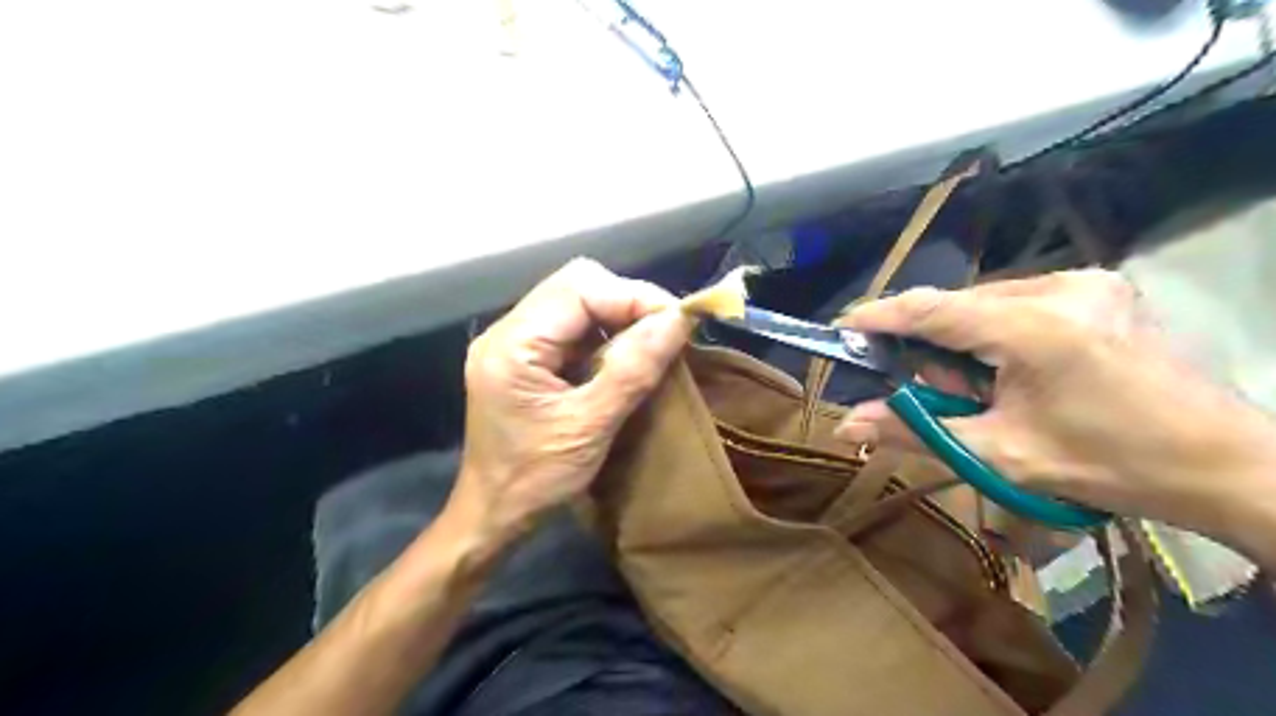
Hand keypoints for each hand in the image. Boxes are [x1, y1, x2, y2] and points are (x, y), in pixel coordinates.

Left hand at [445, 260, 686, 549]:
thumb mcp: (591, 427)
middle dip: (627, 302)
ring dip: (618, 317)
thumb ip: (632, 370)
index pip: (578, 288)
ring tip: (651, 345)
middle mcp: (508, 331)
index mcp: (513, 344)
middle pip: (576, 286)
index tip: (676, 322)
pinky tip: (624, 357)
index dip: (632, 296)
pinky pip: (572, 328)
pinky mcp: (525, 358)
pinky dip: (605, 335)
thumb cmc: (535, 480)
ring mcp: (514, 343)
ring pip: (576, 302)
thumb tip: (677, 320)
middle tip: (665, 333)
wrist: (493, 514)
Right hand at [834, 269, 1270, 541]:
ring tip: (989, 390)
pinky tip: (1018, 370)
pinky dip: (997, 332)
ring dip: (966, 341)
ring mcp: (1084, 280)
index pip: (931, 309)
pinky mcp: (1099, 286)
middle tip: (943, 394)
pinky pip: (1018, 301)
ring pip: (986, 302)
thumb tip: (845, 426)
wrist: (1222, 463)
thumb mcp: (1000, 454)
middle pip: (958, 306)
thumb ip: (916, 432)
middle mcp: (1058, 287)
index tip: (840, 328)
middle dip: (934, 348)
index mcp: (1034, 328)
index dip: (878, 316)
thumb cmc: (1107, 464)